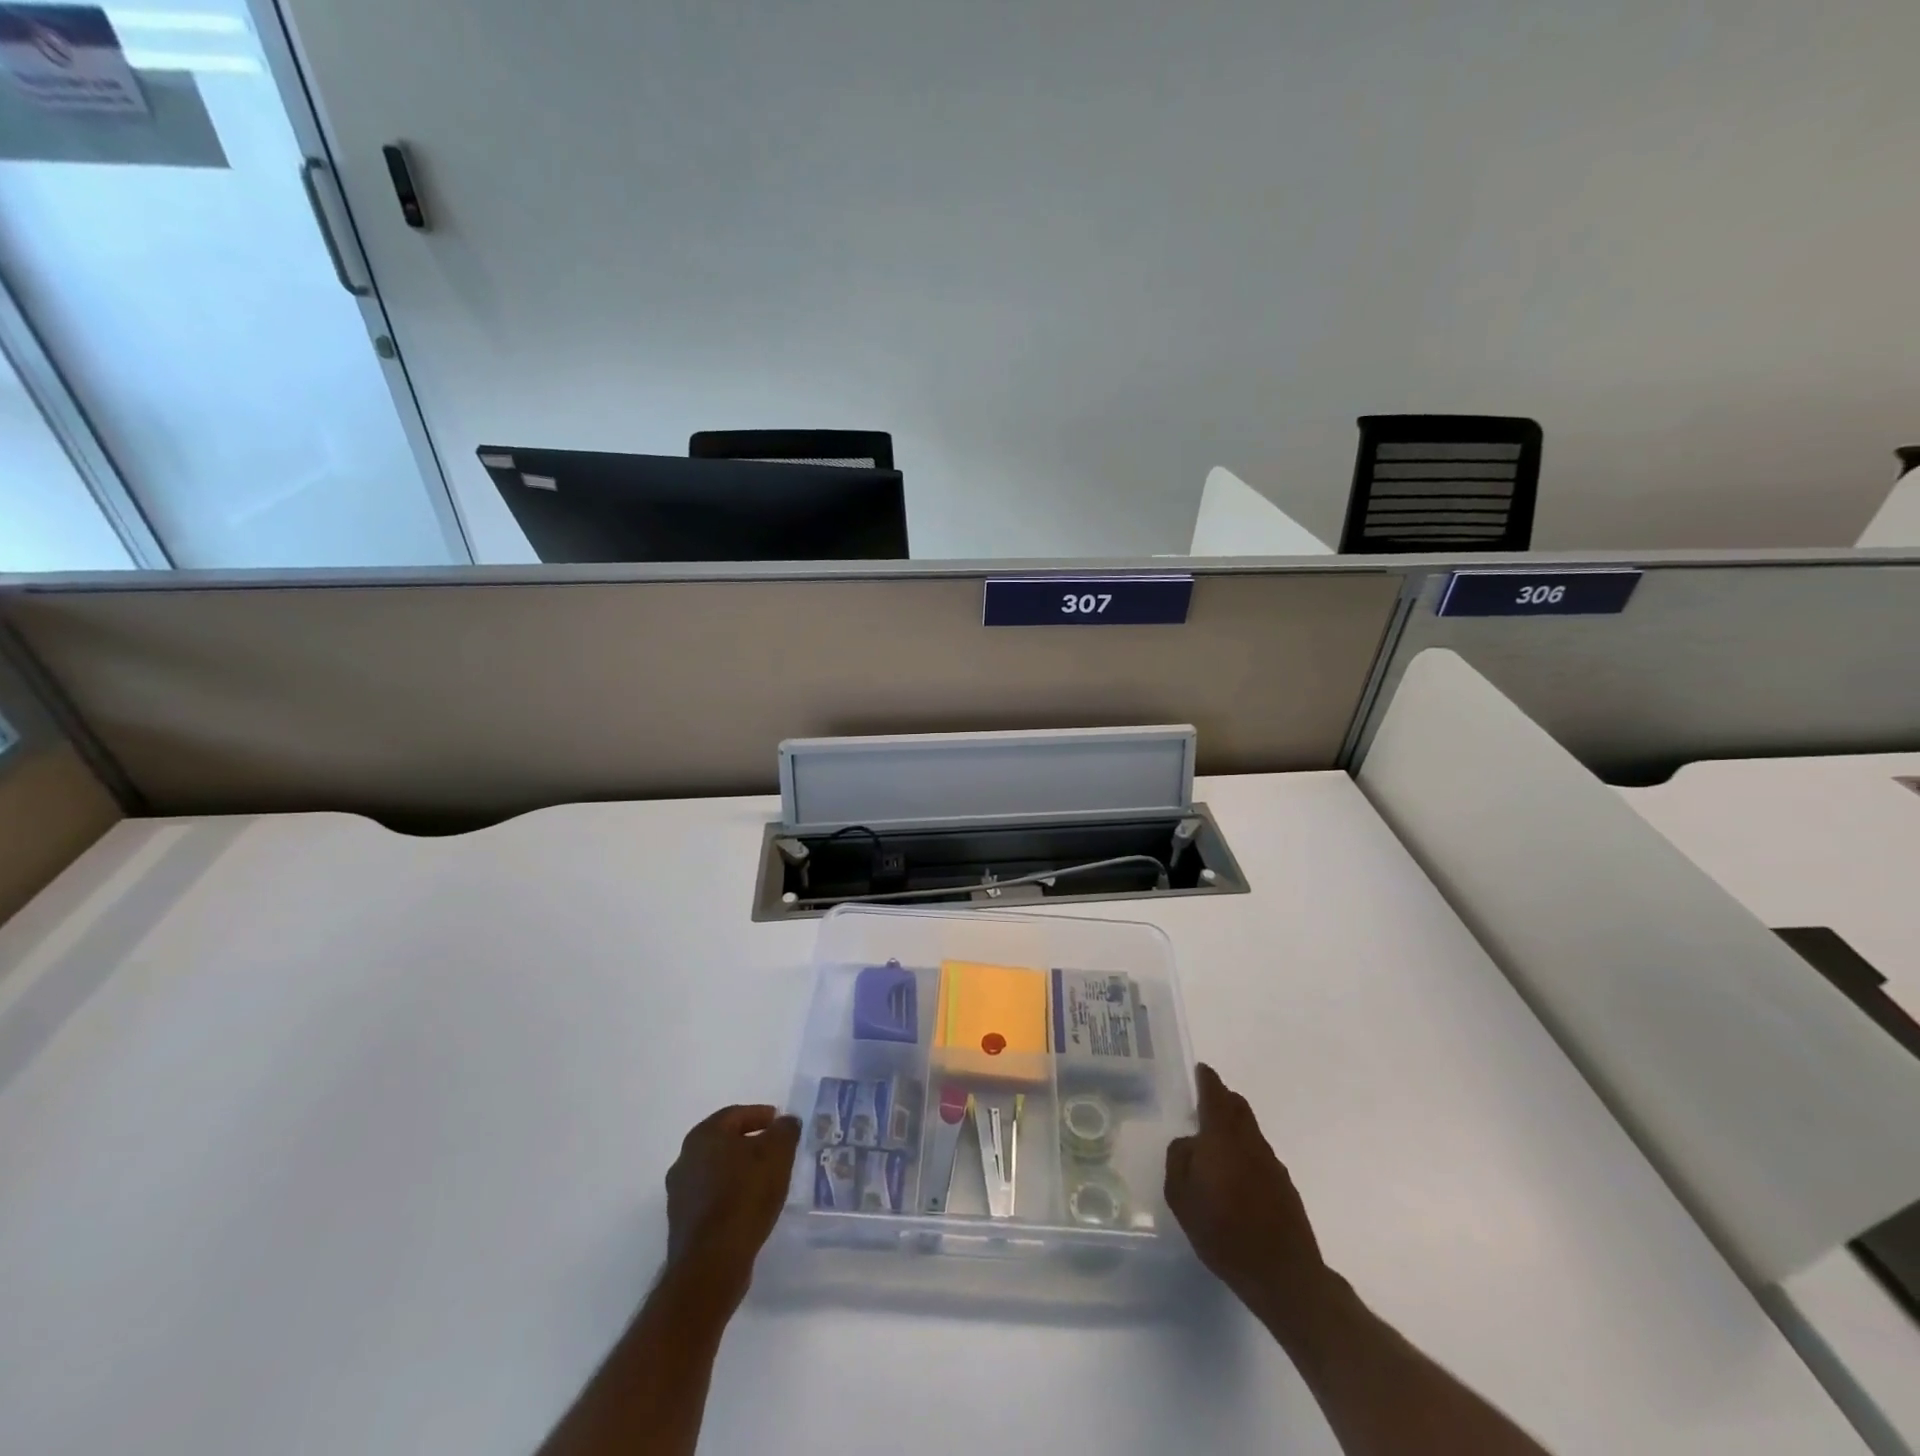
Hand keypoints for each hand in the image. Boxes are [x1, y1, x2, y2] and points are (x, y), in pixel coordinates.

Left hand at [664, 1104, 800, 1300]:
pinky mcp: (682, 1223)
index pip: (735, 1114)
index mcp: (703, 1135)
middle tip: (775, 1150)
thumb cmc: (745, 1195)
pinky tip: (749, 1207)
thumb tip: (785, 1122)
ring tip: (765, 1180)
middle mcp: (685, 1159)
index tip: (780, 1123)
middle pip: (723, 1142)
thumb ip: (785, 1130)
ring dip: (739, 1171)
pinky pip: (711, 1198)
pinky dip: (730, 1195)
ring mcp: (680, 1194)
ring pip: (716, 1171)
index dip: (761, 1115)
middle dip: (749, 1143)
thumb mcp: (777, 1153)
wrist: (711, 1263)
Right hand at [1165, 1063, 1334, 1329]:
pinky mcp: (1285, 1185)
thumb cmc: (1224, 1233)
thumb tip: (1188, 1142)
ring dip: (1234, 1125)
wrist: (1284, 1276)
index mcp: (1222, 1137)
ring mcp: (1271, 1162)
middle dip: (1223, 1098)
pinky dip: (1245, 1150)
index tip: (1201, 1070)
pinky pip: (1259, 1153)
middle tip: (1205, 1102)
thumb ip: (1179, 1160)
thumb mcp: (1182, 1199)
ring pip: (1250, 1129)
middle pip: (1238, 1106)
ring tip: (1216, 1142)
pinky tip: (1235, 1175)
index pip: (1215, 1095)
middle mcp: (1249, 1141)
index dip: (1207, 1080)